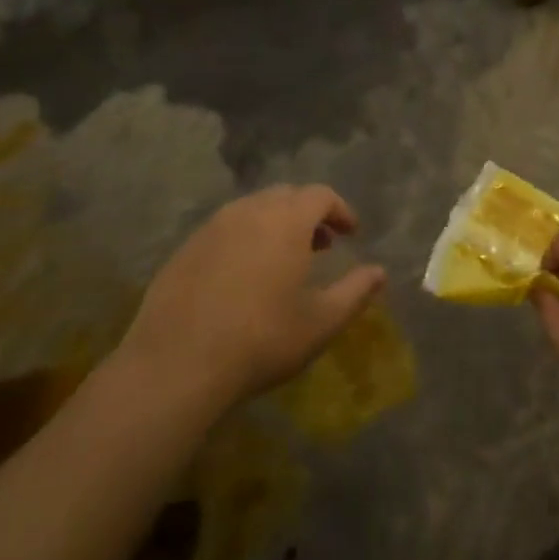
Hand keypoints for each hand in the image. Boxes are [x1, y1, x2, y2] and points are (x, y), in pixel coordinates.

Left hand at [120, 185, 386, 414]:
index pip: (320, 195)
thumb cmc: (262, 339)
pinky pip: (224, 229)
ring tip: (283, 260)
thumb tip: (380, 272)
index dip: (340, 210)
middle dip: (308, 214)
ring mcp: (211, 228)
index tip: (351, 233)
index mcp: (286, 221)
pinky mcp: (185, 249)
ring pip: (252, 210)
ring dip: (275, 224)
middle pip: (286, 196)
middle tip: (321, 245)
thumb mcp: (321, 322)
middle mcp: (248, 212)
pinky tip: (243, 276)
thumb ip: (356, 291)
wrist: (178, 364)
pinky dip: (244, 239)